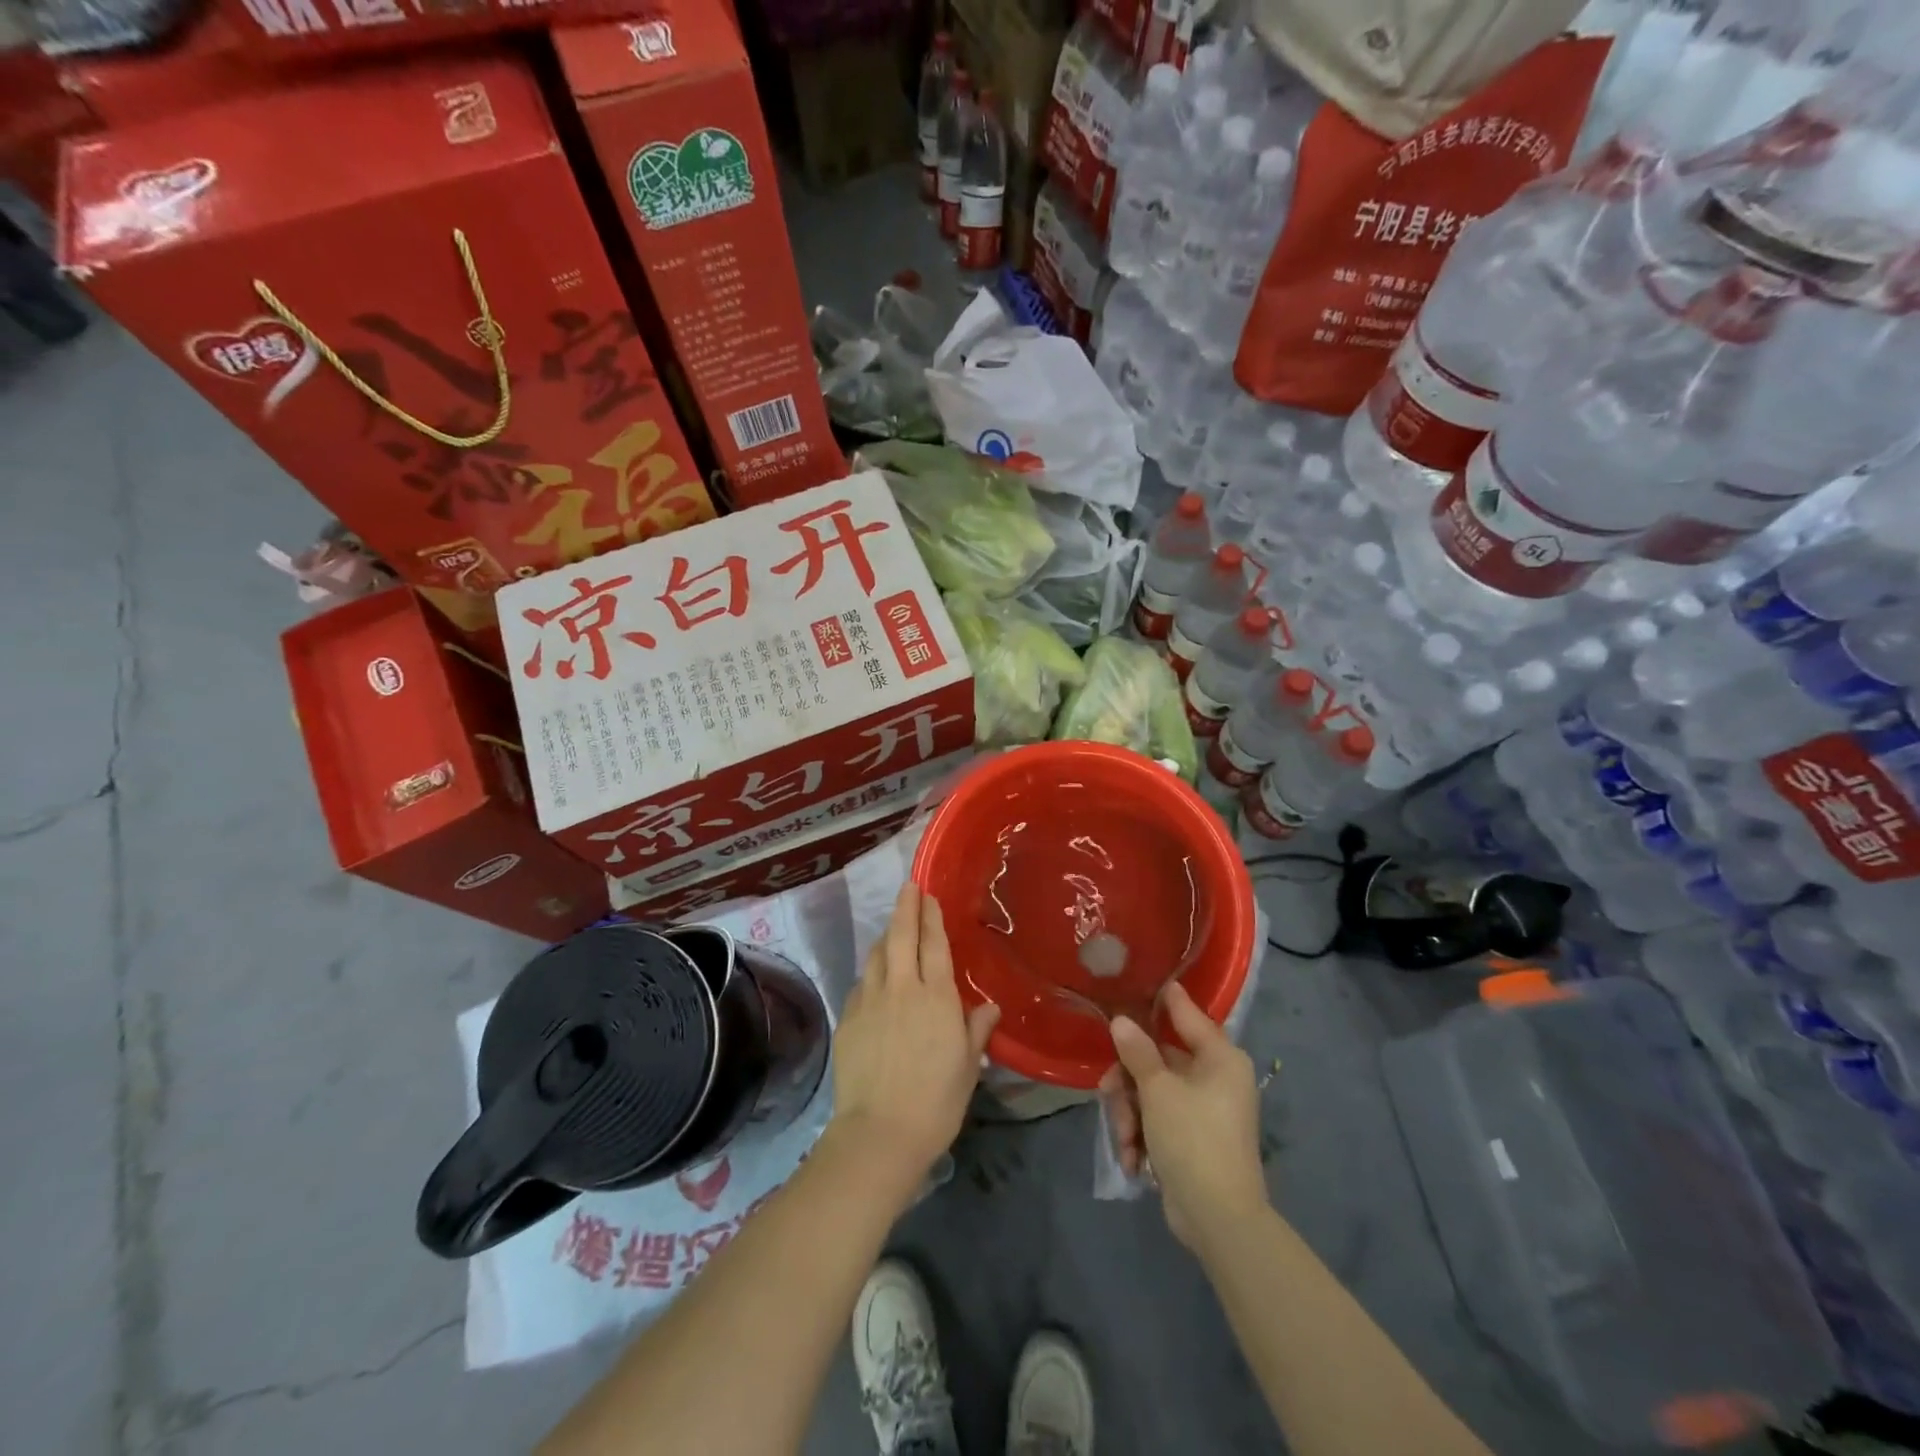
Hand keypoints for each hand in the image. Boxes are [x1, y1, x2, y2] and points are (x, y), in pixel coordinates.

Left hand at [829, 883, 999, 1187]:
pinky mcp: (848, 1018)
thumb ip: (976, 1030)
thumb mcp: (967, 1067)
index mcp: (936, 997)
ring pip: (877, 955)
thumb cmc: (936, 1101)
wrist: (880, 1133)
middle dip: (905, 907)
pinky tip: (875, 979)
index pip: (933, 944)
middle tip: (908, 887)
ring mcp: (870, 1001)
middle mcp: (902, 988)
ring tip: (893, 929)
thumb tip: (989, 1007)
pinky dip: (871, 972)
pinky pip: (862, 983)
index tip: (927, 893)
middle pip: (901, 936)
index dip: (930, 916)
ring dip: (886, 937)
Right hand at [1100, 982, 1268, 1254]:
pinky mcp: (1191, 1138)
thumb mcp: (1158, 1091)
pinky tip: (1133, 1160)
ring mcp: (1203, 1110)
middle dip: (1128, 1082)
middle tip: (1108, 1094)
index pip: (1187, 1014)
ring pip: (1151, 1092)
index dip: (1163, 998)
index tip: (1138, 981)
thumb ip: (1137, 1052)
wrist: (1219, 1220)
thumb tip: (1121, 1020)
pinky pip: (1157, 1120)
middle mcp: (1215, 1078)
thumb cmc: (1193, 1140)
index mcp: (1219, 1058)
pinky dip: (1141, 1136)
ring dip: (1130, 1115)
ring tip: (1125, 1141)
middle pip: (1158, 1059)